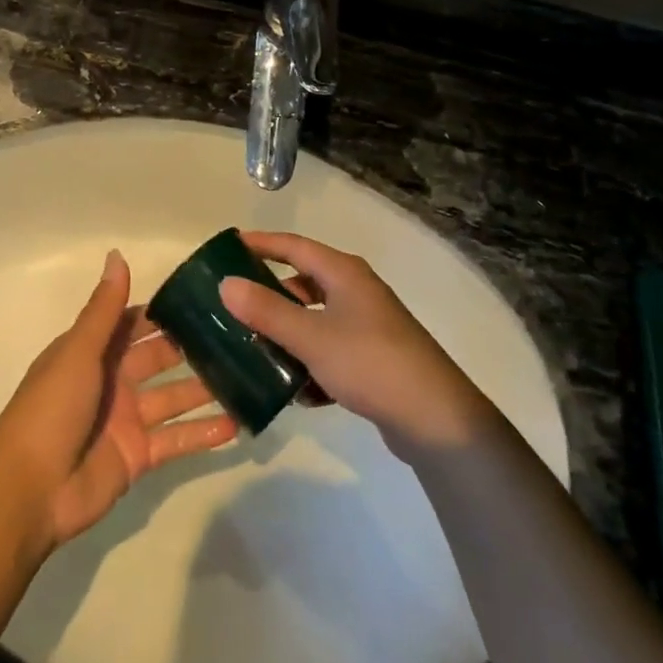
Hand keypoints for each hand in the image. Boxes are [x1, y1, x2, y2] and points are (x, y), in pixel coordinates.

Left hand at [0, 251, 236, 549]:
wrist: (28, 492)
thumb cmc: (51, 408)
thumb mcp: (78, 350)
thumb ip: (105, 308)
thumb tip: (117, 253)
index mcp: (94, 351)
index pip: (135, 324)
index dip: (166, 312)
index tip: (206, 299)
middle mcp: (113, 380)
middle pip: (160, 359)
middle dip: (193, 348)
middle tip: (239, 335)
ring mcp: (127, 420)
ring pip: (174, 398)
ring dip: (206, 389)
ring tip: (249, 376)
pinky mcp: (139, 457)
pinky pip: (177, 440)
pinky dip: (203, 434)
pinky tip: (237, 425)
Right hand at [219, 231, 497, 458]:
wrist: (436, 419)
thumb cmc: (371, 363)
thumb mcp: (312, 337)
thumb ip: (267, 310)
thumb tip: (226, 283)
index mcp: (343, 272)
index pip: (293, 245)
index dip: (260, 243)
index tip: (227, 247)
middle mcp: (356, 290)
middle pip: (303, 282)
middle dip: (269, 293)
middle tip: (234, 303)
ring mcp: (367, 324)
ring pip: (315, 319)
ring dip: (287, 332)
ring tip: (254, 348)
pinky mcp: (372, 358)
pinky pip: (330, 350)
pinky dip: (310, 363)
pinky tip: (295, 390)